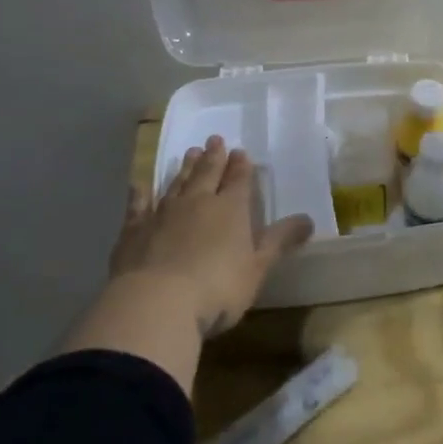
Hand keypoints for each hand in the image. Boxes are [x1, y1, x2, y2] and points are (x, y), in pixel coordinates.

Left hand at [109, 135, 312, 338]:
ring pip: (176, 183)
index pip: (239, 180)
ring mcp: (162, 214)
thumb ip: (279, 241)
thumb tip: (308, 219)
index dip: (241, 166)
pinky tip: (138, 184)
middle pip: (207, 174)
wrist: (156, 304)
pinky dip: (139, 194)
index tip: (241, 152)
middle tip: (215, 139)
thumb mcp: (257, 268)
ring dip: (184, 168)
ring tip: (190, 153)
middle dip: (213, 157)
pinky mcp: (133, 231)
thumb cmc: (217, 288)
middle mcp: (197, 202)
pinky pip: (138, 205)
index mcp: (231, 209)